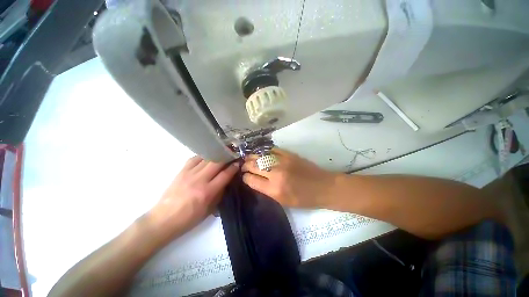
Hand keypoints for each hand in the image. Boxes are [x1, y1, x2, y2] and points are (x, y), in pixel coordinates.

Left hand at [148, 156, 238, 240]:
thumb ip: (219, 194)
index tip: (238, 163)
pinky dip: (202, 156)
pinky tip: (206, 158)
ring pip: (206, 159)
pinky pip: (194, 159)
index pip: (225, 175)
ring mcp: (189, 174)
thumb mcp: (209, 210)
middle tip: (232, 155)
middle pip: (217, 163)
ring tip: (222, 154)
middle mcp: (199, 180)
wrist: (163, 219)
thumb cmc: (189, 219)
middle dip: (226, 157)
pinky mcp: (181, 172)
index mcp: (207, 192)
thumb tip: (227, 182)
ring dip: (216, 155)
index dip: (233, 168)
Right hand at [242, 148, 337, 208]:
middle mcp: (276, 174)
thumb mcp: (283, 201)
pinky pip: (272, 150)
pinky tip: (261, 152)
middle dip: (245, 165)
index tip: (244, 176)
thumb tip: (255, 180)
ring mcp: (282, 162)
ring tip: (249, 158)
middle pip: (253, 166)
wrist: (323, 187)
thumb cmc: (304, 199)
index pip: (251, 180)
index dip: (245, 178)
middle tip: (244, 166)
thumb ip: (267, 190)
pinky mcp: (289, 154)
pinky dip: (264, 151)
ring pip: (260, 156)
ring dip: (252, 156)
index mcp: (274, 189)